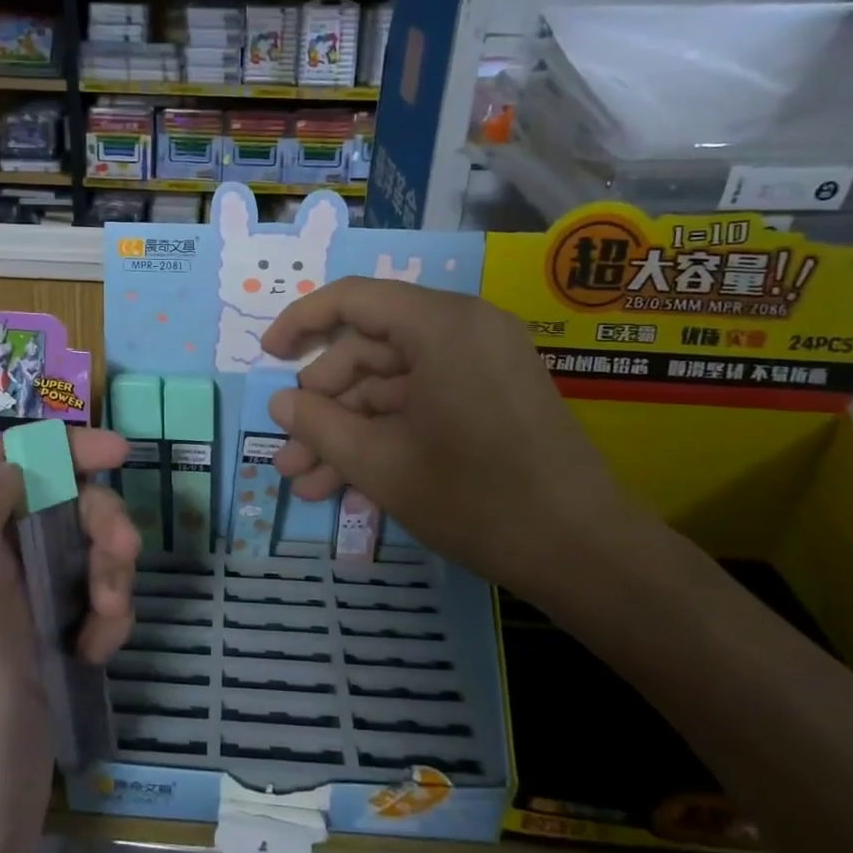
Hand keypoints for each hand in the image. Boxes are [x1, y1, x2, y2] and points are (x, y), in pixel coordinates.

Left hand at [0, 429, 138, 852]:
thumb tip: (17, 466)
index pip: (4, 462)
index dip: (61, 447)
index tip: (121, 453)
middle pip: (53, 504)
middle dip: (97, 520)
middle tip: (125, 553)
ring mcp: (10, 612)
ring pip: (77, 553)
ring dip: (108, 573)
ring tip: (112, 622)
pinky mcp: (38, 652)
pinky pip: (85, 605)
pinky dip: (104, 618)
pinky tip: (99, 653)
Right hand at [261, 277, 643, 608]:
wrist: (585, 553)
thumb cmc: (476, 497)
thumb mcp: (381, 464)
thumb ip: (320, 426)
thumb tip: (281, 405)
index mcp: (440, 325)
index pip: (353, 299)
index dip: (301, 323)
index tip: (266, 357)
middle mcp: (464, 330)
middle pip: (370, 351)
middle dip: (323, 406)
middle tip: (288, 452)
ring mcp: (481, 366)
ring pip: (392, 387)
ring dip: (348, 432)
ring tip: (307, 482)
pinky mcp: (492, 399)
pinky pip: (423, 404)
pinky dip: (386, 437)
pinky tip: (350, 487)